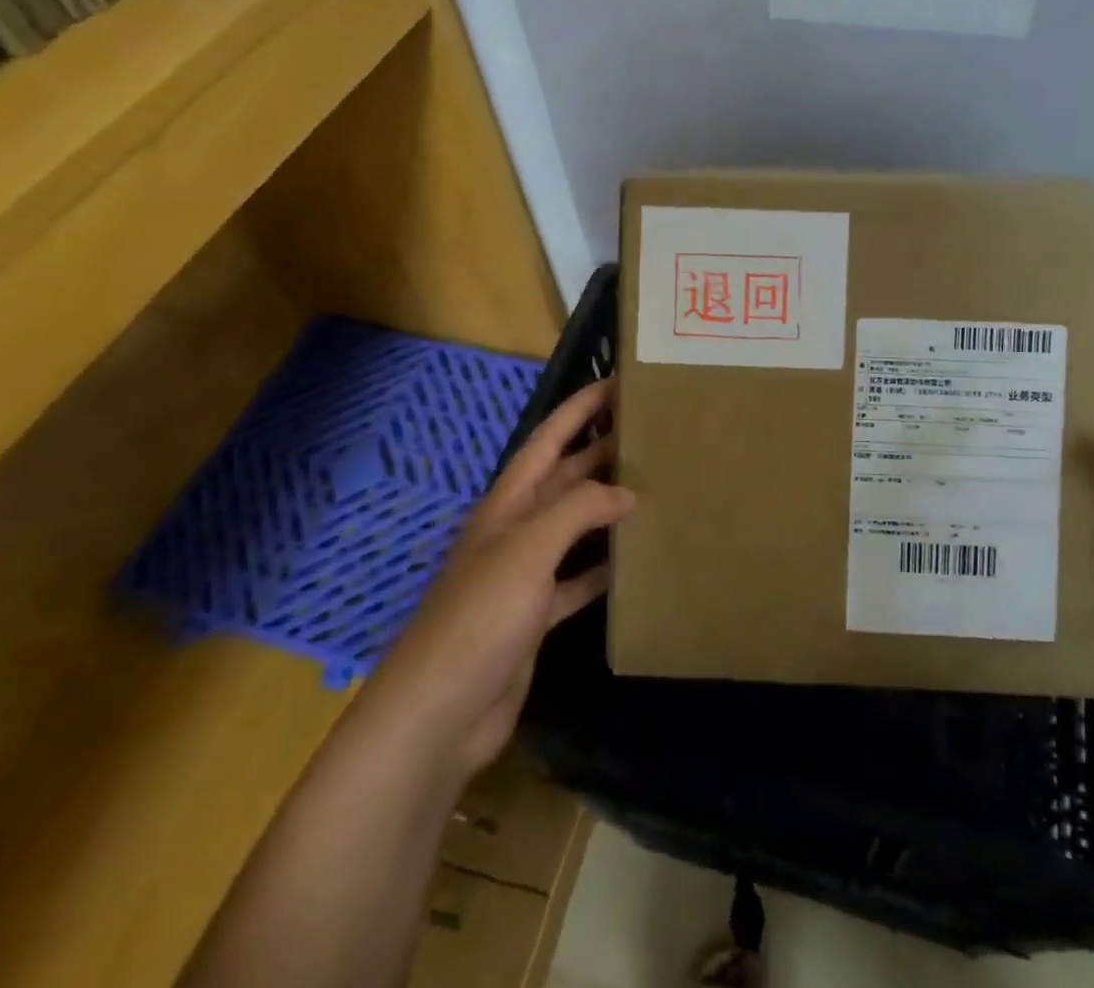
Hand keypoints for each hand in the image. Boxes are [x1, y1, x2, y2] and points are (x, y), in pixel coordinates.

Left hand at [372, 378, 633, 787]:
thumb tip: (626, 492)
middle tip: (650, 432)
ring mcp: (525, 574)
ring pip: (574, 526)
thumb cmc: (481, 616)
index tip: (618, 382)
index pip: (549, 439)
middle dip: (600, 451)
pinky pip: (577, 578)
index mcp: (508, 502)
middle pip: (564, 478)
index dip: (579, 408)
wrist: (440, 711)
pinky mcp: (535, 615)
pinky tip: (634, 562)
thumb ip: (577, 510)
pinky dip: (603, 567)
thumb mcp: (528, 549)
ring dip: (606, 507)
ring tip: (653, 487)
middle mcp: (516, 529)